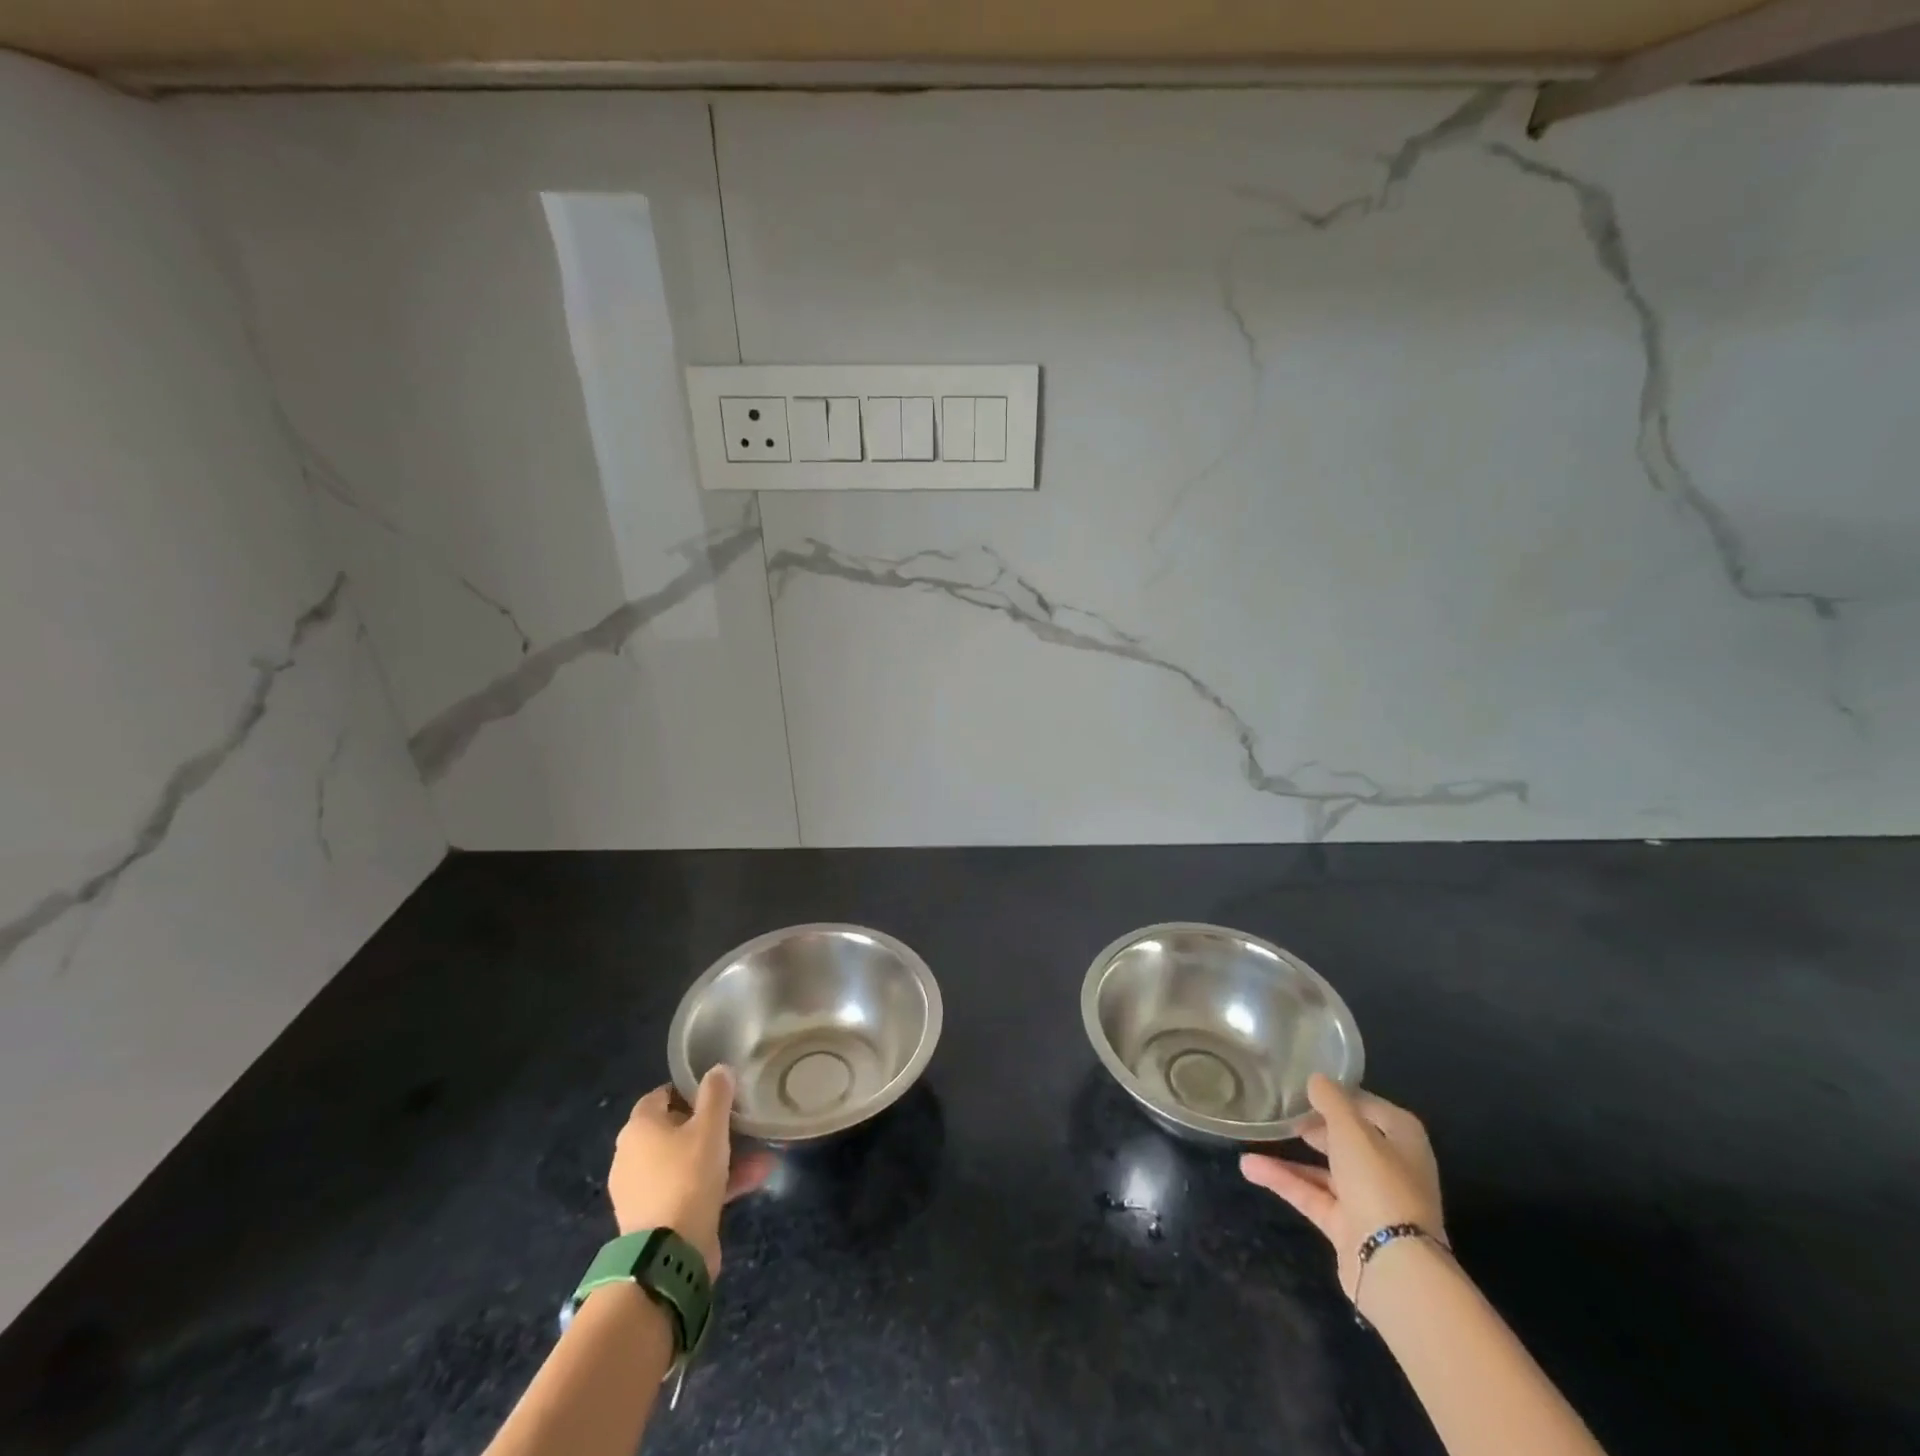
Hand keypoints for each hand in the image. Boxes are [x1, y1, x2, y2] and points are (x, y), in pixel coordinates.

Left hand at [608, 1067, 773, 1277]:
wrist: (668, 1254)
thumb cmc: (687, 1177)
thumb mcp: (710, 1128)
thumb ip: (716, 1094)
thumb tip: (718, 1069)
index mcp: (638, 1128)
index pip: (661, 1095)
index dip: (689, 1090)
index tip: (718, 1094)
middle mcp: (631, 1156)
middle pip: (675, 1130)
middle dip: (711, 1127)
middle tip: (740, 1125)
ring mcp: (640, 1190)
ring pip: (686, 1162)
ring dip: (720, 1157)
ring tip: (760, 1156)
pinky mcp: (653, 1218)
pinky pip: (687, 1189)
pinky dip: (715, 1183)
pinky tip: (752, 1181)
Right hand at [1241, 1073, 1443, 1300]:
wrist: (1392, 1264)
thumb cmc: (1379, 1183)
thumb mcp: (1351, 1129)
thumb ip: (1331, 1100)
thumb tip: (1316, 1079)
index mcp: (1403, 1140)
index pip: (1369, 1106)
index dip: (1340, 1095)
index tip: (1306, 1086)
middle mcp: (1390, 1168)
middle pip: (1348, 1139)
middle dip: (1316, 1125)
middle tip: (1284, 1110)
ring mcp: (1369, 1199)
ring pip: (1325, 1169)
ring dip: (1290, 1155)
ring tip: (1256, 1135)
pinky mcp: (1347, 1225)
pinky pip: (1311, 1194)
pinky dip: (1283, 1180)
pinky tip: (1249, 1167)